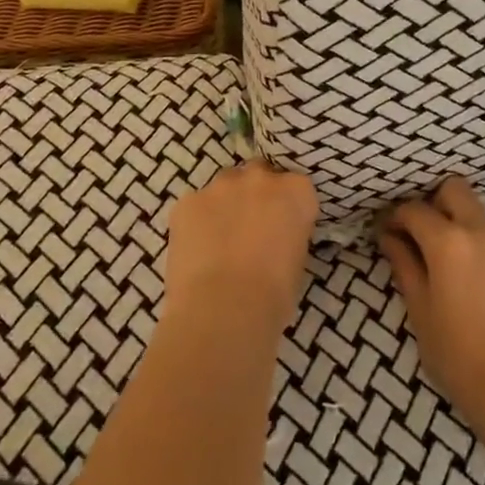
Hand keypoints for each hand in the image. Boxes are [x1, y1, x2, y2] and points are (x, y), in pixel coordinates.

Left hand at [164, 161, 317, 333]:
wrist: (224, 310)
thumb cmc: (273, 295)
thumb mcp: (297, 261)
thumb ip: (288, 234)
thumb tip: (276, 239)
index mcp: (296, 191)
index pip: (296, 187)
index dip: (287, 207)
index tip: (283, 228)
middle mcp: (260, 178)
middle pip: (259, 175)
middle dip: (256, 195)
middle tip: (251, 228)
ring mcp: (221, 186)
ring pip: (225, 186)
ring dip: (226, 204)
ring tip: (220, 241)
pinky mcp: (188, 201)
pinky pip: (195, 206)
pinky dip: (197, 223)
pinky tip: (196, 252)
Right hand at [378, 177, 484, 430]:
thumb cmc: (455, 354)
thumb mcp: (420, 310)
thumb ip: (404, 264)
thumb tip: (389, 236)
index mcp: (448, 241)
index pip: (415, 210)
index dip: (398, 218)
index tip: (391, 232)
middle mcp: (484, 231)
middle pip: (456, 190)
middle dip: (438, 204)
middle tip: (431, 235)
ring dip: (474, 237)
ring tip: (471, 276)